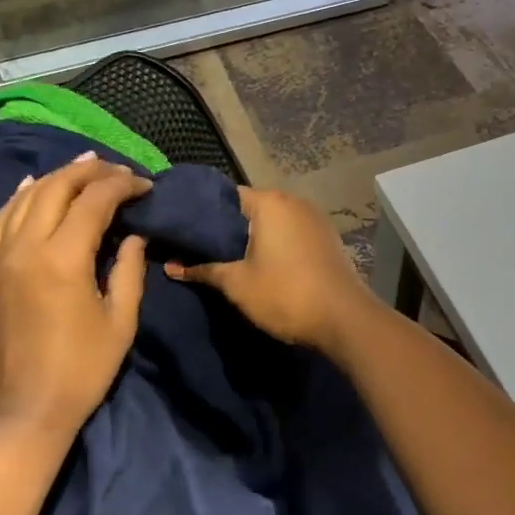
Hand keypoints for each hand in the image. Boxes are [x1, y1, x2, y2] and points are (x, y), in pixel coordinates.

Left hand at [0, 153, 151, 439]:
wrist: (24, 410)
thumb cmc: (82, 369)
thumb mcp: (121, 320)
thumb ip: (129, 269)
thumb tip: (133, 236)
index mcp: (63, 258)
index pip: (95, 200)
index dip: (123, 185)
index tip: (145, 186)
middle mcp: (25, 247)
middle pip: (56, 187)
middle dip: (90, 171)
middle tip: (117, 170)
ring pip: (25, 197)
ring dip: (56, 177)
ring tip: (83, 167)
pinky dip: (18, 197)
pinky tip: (31, 185)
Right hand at [164, 187, 376, 355]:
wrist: (344, 319)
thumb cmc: (285, 294)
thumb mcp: (237, 284)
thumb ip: (203, 270)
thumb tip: (170, 267)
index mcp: (269, 202)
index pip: (227, 196)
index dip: (204, 212)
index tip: (184, 229)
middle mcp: (293, 201)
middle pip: (251, 207)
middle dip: (227, 226)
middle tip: (199, 247)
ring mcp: (314, 218)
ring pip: (273, 221)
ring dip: (253, 237)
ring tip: (227, 258)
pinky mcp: (326, 238)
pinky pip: (291, 233)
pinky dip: (275, 244)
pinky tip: (262, 264)